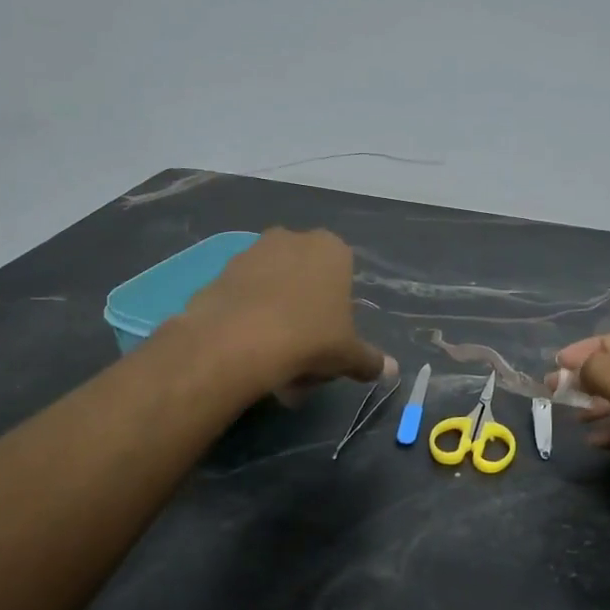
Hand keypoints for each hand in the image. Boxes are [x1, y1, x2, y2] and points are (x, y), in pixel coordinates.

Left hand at [184, 229, 384, 392]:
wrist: (237, 342)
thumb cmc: (309, 338)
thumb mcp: (348, 355)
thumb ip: (370, 360)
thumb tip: (390, 370)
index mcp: (331, 249)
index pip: (344, 274)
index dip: (339, 309)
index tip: (333, 337)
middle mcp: (291, 239)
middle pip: (306, 278)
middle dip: (307, 309)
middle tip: (306, 351)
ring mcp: (251, 252)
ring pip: (273, 287)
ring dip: (277, 315)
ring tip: (275, 358)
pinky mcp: (219, 273)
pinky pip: (243, 298)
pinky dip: (248, 319)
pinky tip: (249, 351)